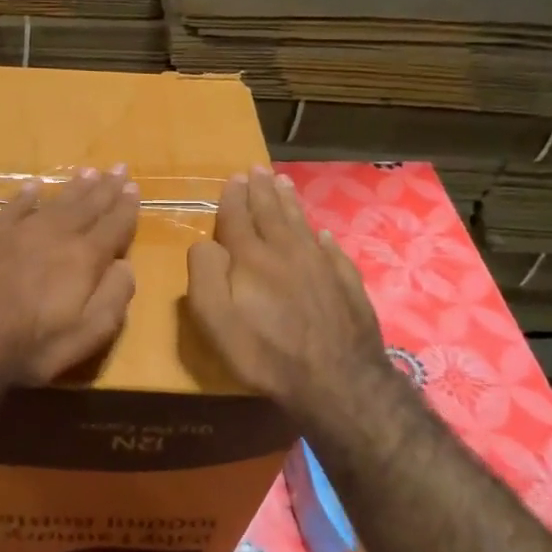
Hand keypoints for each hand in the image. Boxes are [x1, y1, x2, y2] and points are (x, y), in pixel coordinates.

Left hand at [0, 167, 139, 384]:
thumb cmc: (30, 344)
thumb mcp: (86, 334)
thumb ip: (113, 298)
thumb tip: (127, 266)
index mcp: (83, 258)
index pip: (113, 226)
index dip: (126, 208)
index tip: (134, 188)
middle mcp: (55, 235)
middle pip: (86, 206)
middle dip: (105, 188)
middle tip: (119, 168)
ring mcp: (18, 232)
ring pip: (54, 202)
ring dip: (74, 187)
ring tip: (88, 172)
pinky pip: (13, 208)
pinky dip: (26, 196)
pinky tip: (33, 187)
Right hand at [186, 167, 391, 422]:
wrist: (337, 382)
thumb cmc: (265, 353)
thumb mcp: (215, 319)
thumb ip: (204, 275)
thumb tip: (204, 243)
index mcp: (252, 258)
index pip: (239, 218)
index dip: (234, 198)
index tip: (234, 178)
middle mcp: (287, 252)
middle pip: (272, 213)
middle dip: (262, 190)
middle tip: (257, 169)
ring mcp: (321, 266)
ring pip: (302, 224)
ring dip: (290, 202)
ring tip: (283, 183)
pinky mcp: (347, 285)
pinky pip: (332, 251)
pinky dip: (322, 238)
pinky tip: (321, 234)